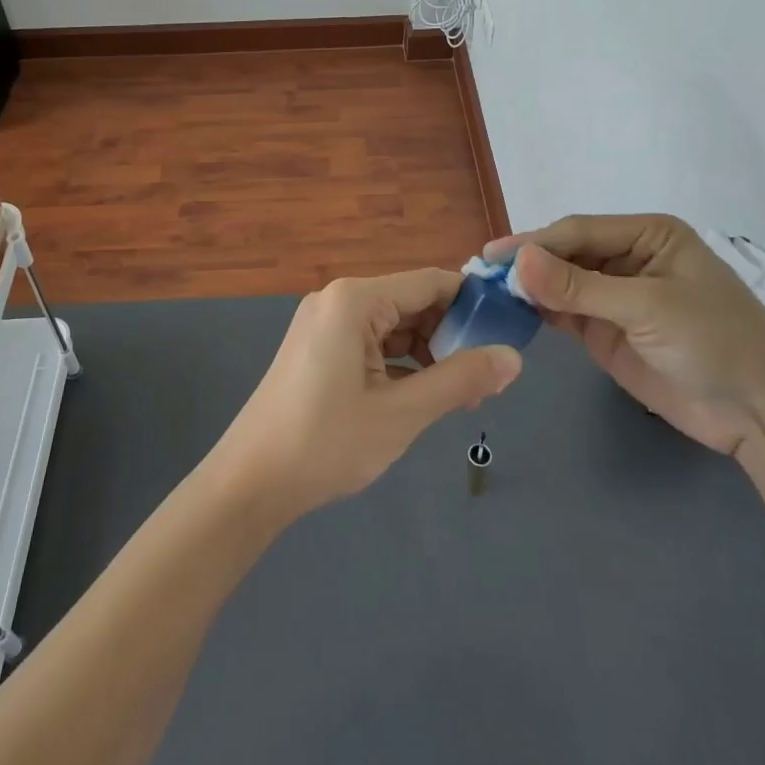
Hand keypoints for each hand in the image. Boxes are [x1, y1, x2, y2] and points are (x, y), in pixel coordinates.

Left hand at [212, 270, 522, 518]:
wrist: (250, 481)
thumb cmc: (326, 442)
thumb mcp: (402, 413)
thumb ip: (460, 380)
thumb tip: (513, 357)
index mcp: (355, 300)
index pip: (431, 282)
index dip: (474, 305)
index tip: (509, 336)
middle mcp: (338, 299)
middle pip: (413, 302)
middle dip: (452, 336)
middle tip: (488, 380)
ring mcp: (325, 323)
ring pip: (394, 326)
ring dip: (429, 354)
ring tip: (463, 396)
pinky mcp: (319, 347)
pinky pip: (372, 343)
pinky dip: (401, 364)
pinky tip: (423, 395)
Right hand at [486, 216, 764, 453]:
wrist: (757, 414)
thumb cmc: (714, 342)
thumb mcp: (647, 307)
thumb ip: (579, 287)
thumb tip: (517, 262)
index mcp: (648, 235)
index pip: (579, 231)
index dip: (535, 242)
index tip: (493, 256)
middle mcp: (628, 259)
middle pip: (566, 253)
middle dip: (527, 263)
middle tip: (480, 273)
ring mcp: (615, 297)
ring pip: (560, 283)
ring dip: (528, 287)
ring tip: (485, 292)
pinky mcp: (606, 331)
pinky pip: (564, 313)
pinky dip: (537, 312)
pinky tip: (511, 313)